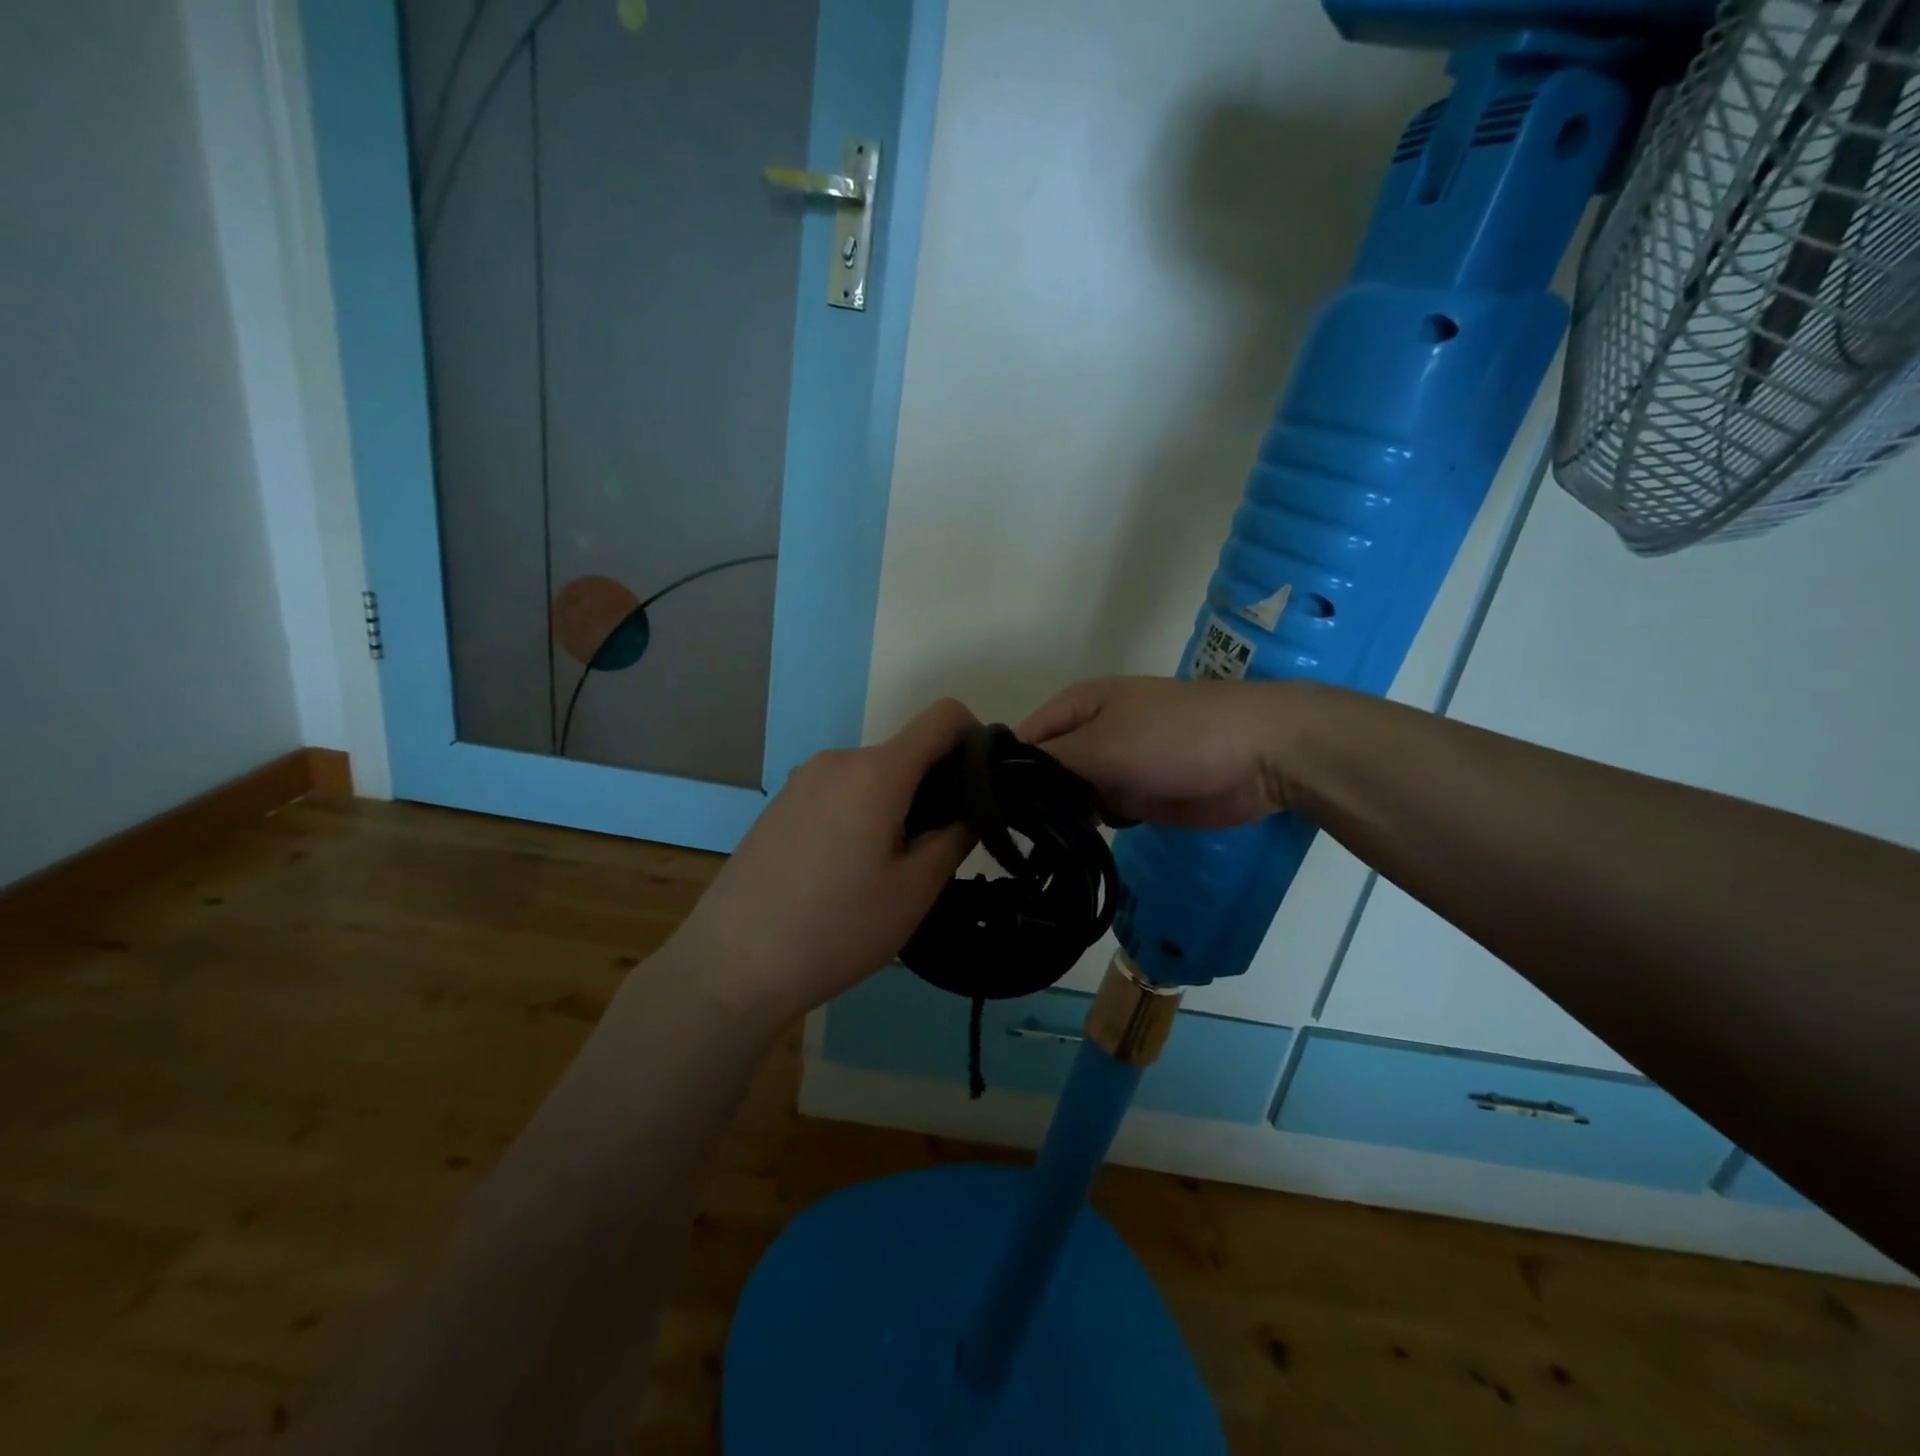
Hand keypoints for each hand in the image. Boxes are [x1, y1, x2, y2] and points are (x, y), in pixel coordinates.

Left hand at [667, 699, 978, 1031]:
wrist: (731, 964)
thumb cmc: (836, 929)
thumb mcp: (915, 889)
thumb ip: (956, 834)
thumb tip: (975, 803)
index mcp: (877, 771)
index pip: (943, 716)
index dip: (975, 740)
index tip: (983, 788)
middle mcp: (838, 760)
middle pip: (908, 753)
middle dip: (935, 788)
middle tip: (934, 852)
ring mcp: (803, 779)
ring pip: (874, 776)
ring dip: (897, 805)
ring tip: (886, 871)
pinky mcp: (782, 803)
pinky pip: (840, 792)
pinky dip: (862, 814)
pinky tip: (845, 872)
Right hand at [1017, 675, 1305, 829]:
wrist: (1260, 757)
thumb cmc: (1177, 735)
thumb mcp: (1104, 742)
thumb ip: (1051, 761)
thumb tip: (1002, 779)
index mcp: (1079, 706)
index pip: (1023, 739)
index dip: (1002, 771)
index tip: (982, 811)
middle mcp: (1090, 734)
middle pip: (1043, 770)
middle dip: (1027, 799)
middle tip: (1001, 841)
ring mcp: (1114, 768)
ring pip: (1068, 796)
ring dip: (1056, 818)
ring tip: (1028, 849)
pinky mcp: (1137, 798)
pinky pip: (1098, 815)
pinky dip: (1085, 830)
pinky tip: (1064, 851)